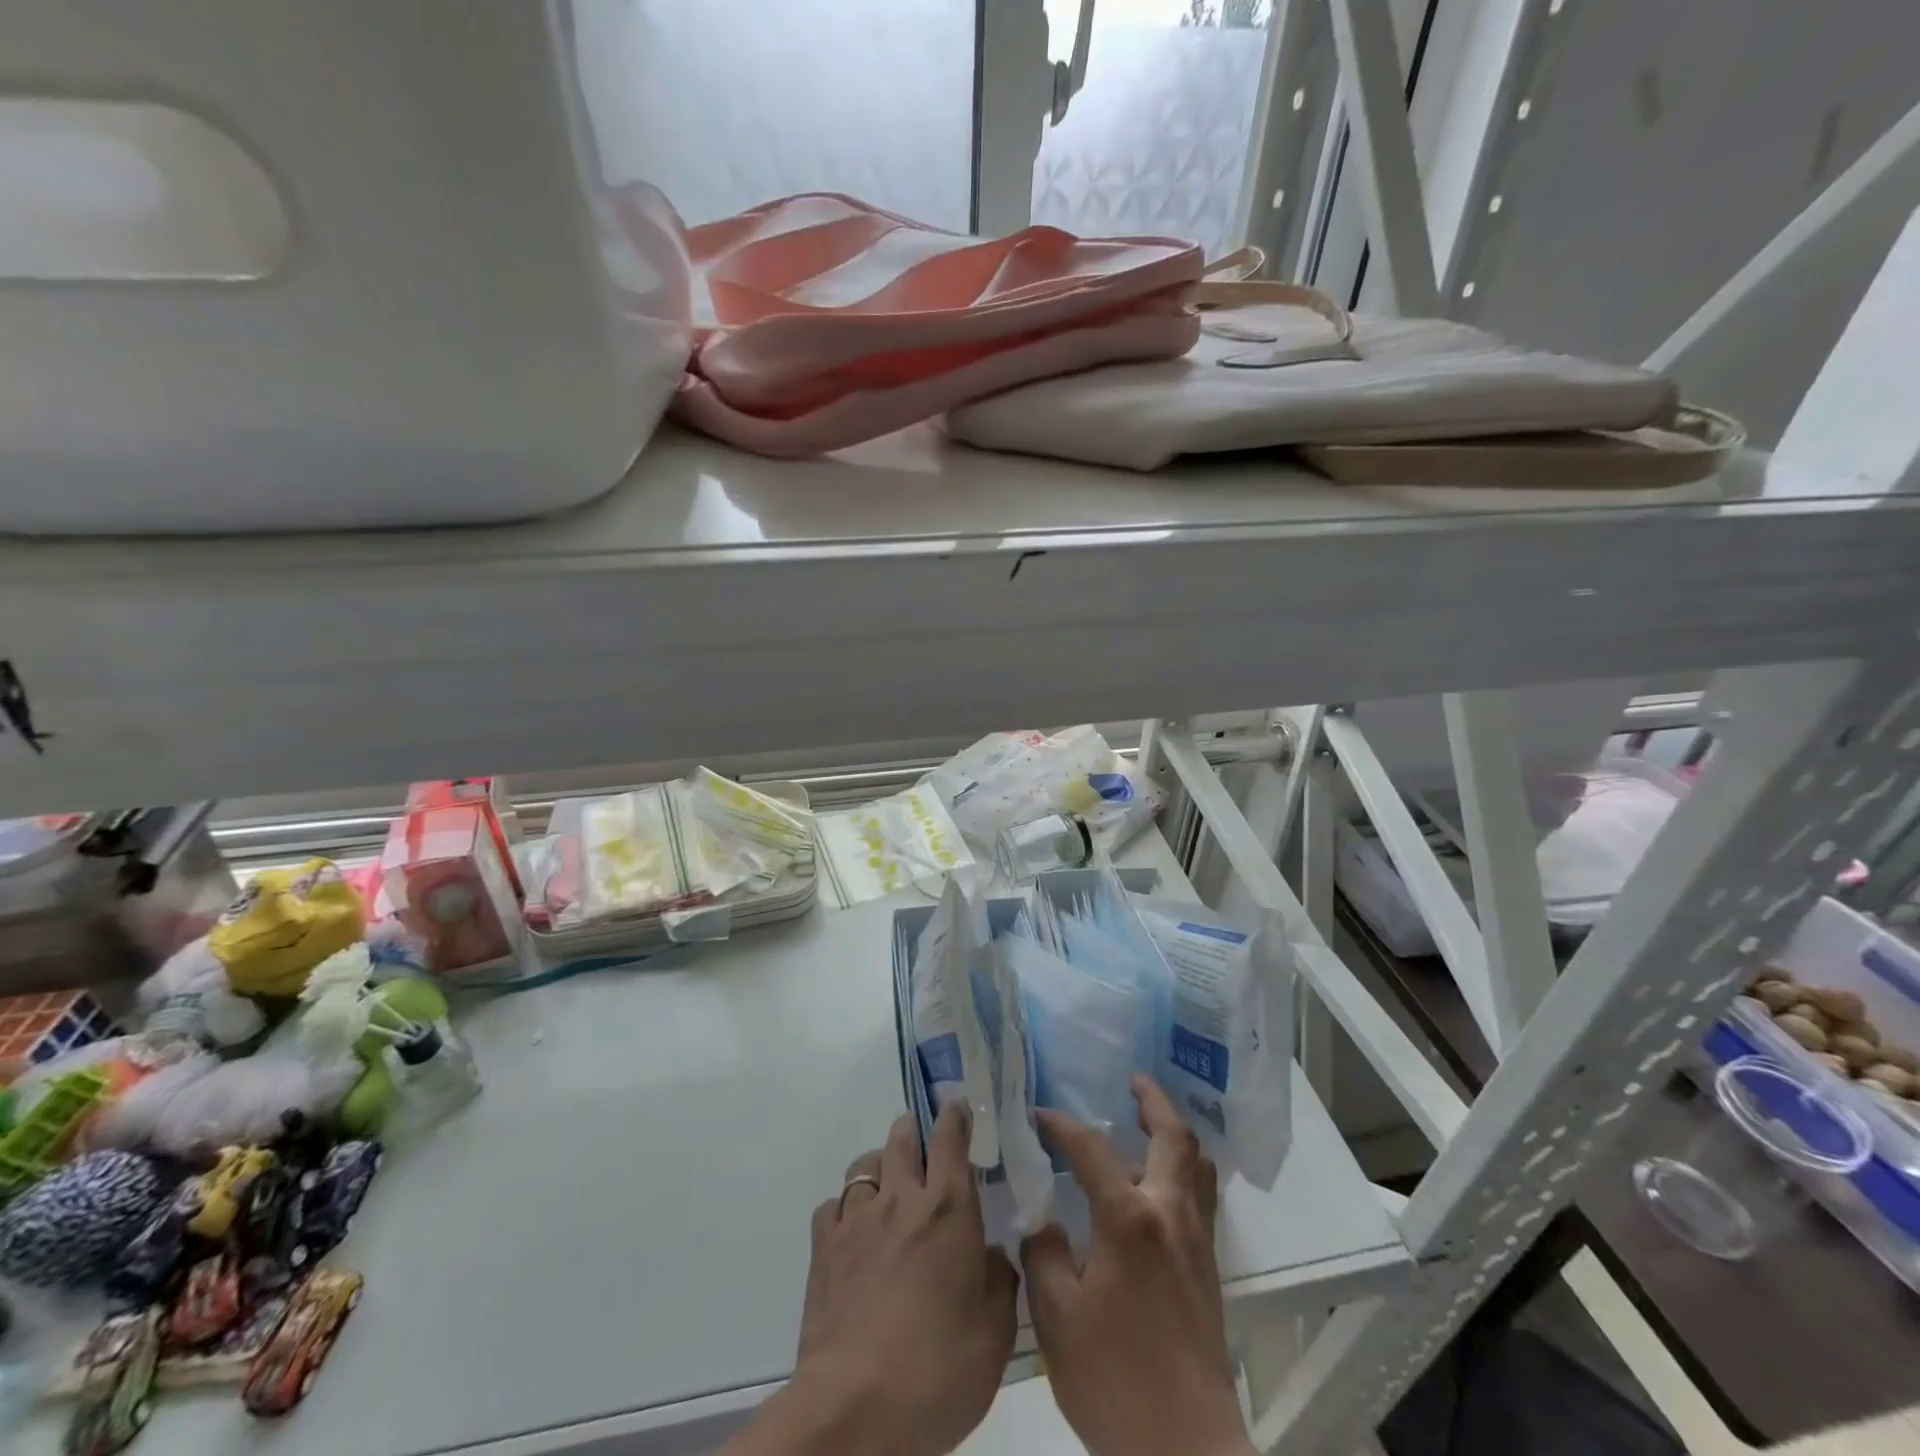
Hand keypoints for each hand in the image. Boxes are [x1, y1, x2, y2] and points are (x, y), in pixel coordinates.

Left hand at [740, 1104, 1017, 1455]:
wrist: (855, 1408)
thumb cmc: (937, 1370)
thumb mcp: (994, 1335)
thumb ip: (1000, 1282)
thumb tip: (994, 1254)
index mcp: (948, 1209)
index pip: (951, 1139)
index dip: (956, 1116)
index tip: (958, 1105)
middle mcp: (901, 1199)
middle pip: (902, 1139)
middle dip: (912, 1130)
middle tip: (920, 1138)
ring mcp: (857, 1220)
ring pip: (865, 1165)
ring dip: (879, 1164)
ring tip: (886, 1182)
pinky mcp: (824, 1248)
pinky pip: (833, 1205)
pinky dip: (845, 1208)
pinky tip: (851, 1230)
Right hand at [1023, 1076, 1253, 1455]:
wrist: (1188, 1452)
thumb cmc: (1114, 1380)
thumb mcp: (1055, 1317)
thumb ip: (1043, 1254)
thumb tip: (1046, 1223)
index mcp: (1129, 1218)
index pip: (1091, 1149)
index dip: (1062, 1125)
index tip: (1039, 1116)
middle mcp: (1170, 1214)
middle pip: (1173, 1137)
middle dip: (1153, 1100)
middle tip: (1133, 1080)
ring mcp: (1196, 1241)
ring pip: (1197, 1164)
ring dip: (1174, 1133)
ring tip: (1150, 1121)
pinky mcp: (1208, 1269)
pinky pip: (1202, 1195)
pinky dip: (1185, 1169)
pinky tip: (1160, 1184)